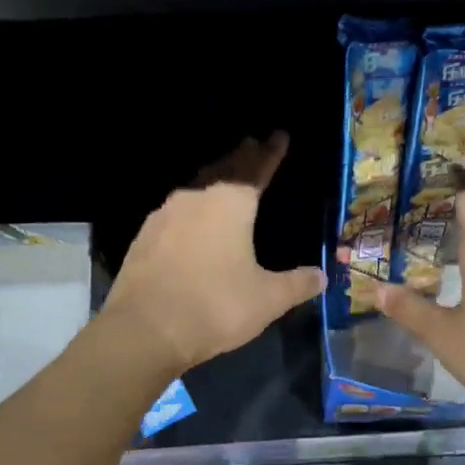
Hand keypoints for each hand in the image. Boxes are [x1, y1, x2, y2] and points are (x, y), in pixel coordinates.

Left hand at [103, 132, 324, 374]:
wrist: (144, 330)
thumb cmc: (215, 307)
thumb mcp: (267, 299)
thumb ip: (296, 284)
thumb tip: (320, 276)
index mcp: (230, 203)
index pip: (256, 168)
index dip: (271, 152)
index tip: (280, 135)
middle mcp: (196, 198)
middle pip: (223, 168)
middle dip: (241, 157)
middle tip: (253, 145)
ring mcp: (165, 215)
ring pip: (196, 186)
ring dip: (213, 177)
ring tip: (225, 176)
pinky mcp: (144, 236)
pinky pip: (176, 209)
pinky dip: (192, 205)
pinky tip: (191, 216)